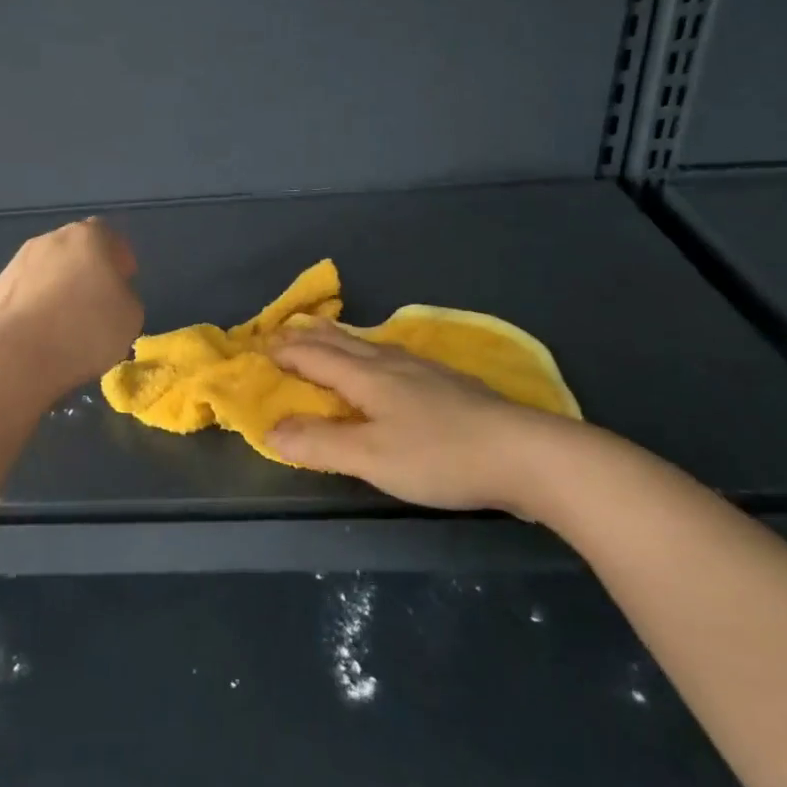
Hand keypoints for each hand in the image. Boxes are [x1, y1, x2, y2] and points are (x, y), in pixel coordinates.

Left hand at [0, 218, 143, 393]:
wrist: (15, 355)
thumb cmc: (85, 329)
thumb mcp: (131, 315)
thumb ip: (124, 296)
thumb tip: (109, 295)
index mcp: (87, 237)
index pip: (109, 236)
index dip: (118, 259)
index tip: (123, 283)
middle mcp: (49, 240)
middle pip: (74, 251)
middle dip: (85, 273)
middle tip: (95, 306)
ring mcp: (15, 264)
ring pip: (45, 273)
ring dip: (56, 291)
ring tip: (64, 329)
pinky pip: (23, 297)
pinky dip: (32, 311)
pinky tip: (37, 339)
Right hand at [268, 323, 593, 513]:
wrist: (526, 454)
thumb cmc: (440, 456)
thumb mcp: (372, 457)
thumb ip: (320, 444)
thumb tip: (271, 430)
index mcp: (368, 377)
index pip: (316, 357)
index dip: (286, 351)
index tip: (260, 346)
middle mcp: (393, 364)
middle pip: (342, 343)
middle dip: (310, 337)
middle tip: (286, 330)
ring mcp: (426, 371)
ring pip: (370, 346)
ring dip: (340, 340)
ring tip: (329, 336)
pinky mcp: (450, 384)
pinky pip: (394, 357)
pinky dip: (371, 353)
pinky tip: (389, 363)